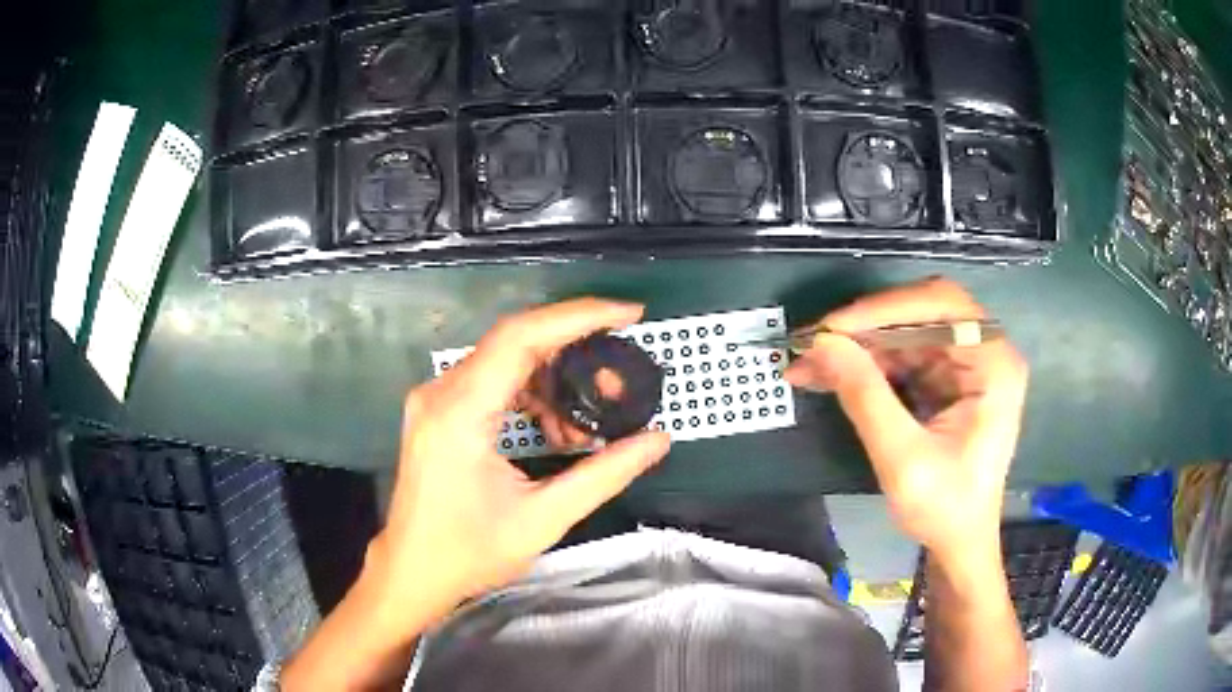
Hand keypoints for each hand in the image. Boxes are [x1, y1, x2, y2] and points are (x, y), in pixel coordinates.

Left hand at [370, 298, 671, 626]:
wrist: (412, 572)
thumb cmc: (469, 553)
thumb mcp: (543, 519)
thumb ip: (604, 475)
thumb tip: (657, 440)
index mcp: (459, 413)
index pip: (521, 338)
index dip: (579, 316)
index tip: (629, 314)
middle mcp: (440, 393)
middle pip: (514, 342)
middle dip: (574, 349)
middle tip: (617, 377)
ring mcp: (434, 399)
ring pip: (504, 359)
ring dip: (552, 378)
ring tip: (587, 418)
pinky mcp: (437, 411)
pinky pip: (490, 381)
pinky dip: (530, 393)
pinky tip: (554, 428)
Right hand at [785, 277, 1027, 561]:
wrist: (959, 544)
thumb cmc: (944, 509)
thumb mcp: (903, 459)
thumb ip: (866, 398)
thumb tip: (822, 344)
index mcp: (994, 364)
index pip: (941, 306)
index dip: (885, 308)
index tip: (832, 329)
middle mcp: (984, 352)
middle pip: (920, 313)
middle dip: (865, 328)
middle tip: (813, 344)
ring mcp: (964, 364)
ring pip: (904, 333)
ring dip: (858, 347)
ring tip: (809, 364)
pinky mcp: (946, 379)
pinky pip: (901, 356)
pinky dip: (865, 364)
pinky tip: (830, 376)